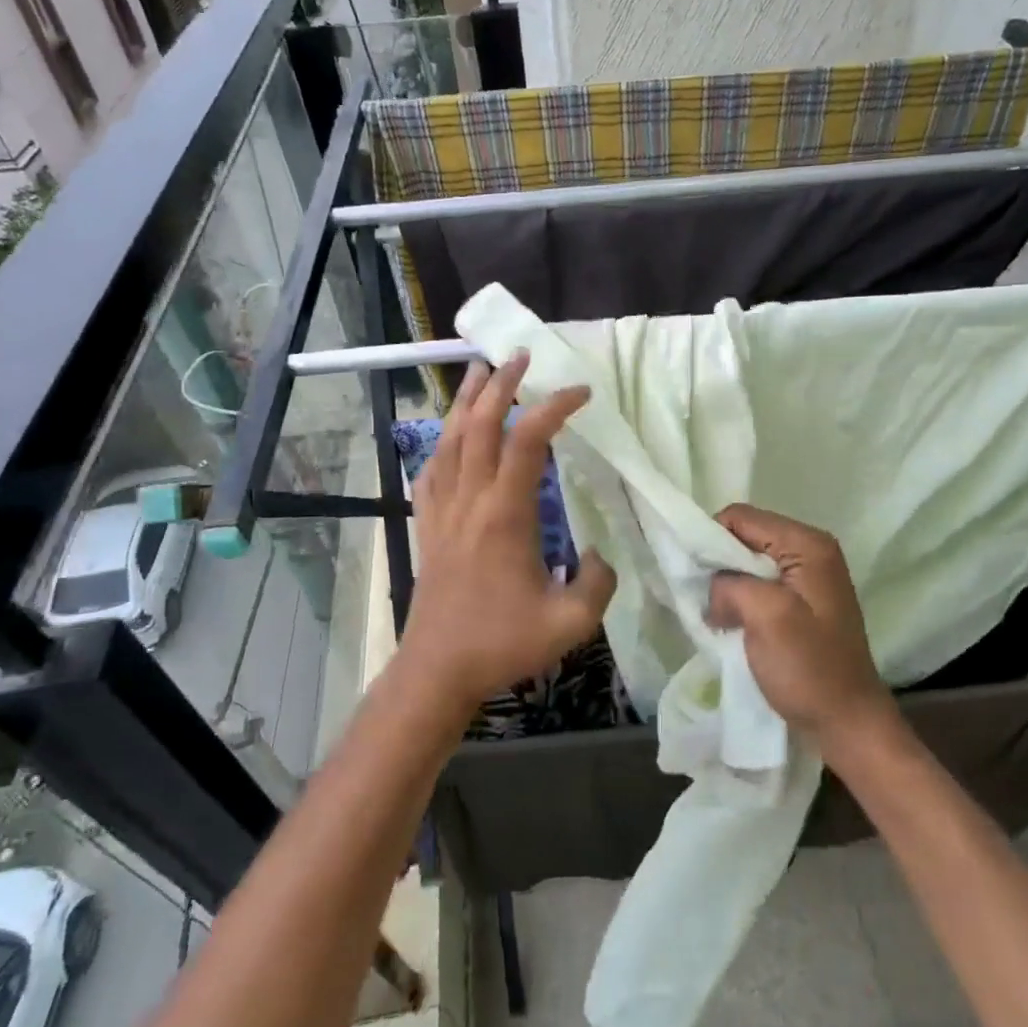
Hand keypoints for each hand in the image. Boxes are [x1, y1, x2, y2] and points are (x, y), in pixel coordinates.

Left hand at [399, 354, 616, 714]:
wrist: (437, 670)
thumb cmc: (502, 643)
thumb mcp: (570, 622)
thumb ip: (598, 583)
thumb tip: (600, 555)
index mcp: (505, 514)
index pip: (529, 441)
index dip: (555, 407)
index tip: (582, 392)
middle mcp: (470, 500)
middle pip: (480, 425)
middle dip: (501, 385)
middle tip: (520, 357)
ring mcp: (443, 511)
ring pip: (449, 440)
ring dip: (465, 401)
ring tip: (479, 371)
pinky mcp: (428, 526)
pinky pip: (431, 470)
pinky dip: (442, 442)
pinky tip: (449, 436)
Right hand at [706, 505, 892, 747]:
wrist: (847, 723)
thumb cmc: (810, 668)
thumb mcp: (767, 617)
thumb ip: (732, 585)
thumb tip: (715, 588)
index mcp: (807, 545)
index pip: (741, 517)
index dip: (711, 540)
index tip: (695, 577)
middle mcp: (811, 551)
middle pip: (746, 537)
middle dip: (719, 565)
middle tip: (704, 599)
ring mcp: (808, 578)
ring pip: (749, 564)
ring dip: (729, 586)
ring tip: (716, 615)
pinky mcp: (802, 603)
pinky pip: (760, 586)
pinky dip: (741, 600)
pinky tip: (732, 623)